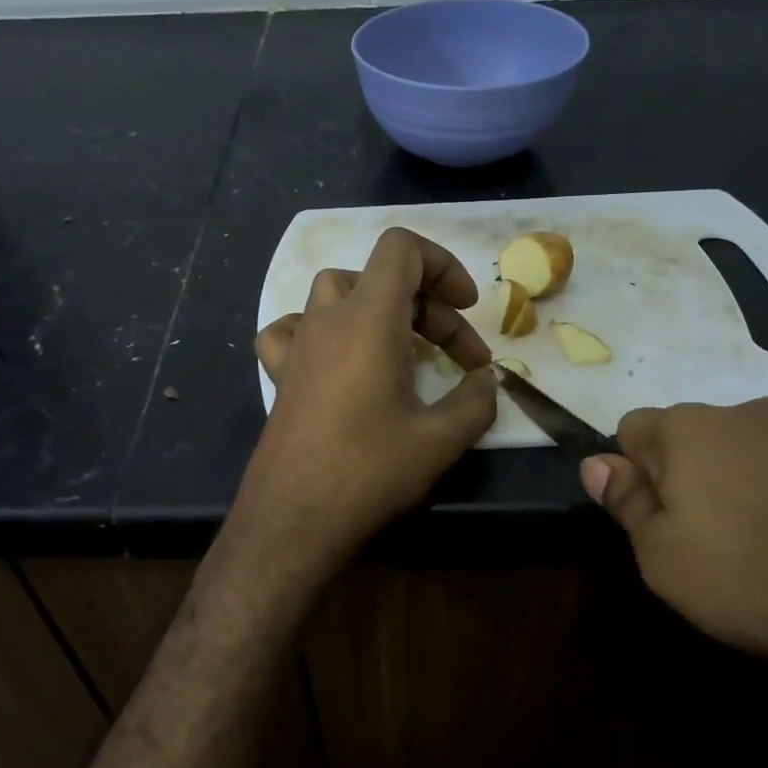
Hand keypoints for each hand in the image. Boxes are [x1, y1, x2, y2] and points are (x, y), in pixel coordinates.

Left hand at [242, 227, 497, 566]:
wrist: (293, 519)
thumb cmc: (367, 471)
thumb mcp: (439, 440)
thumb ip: (476, 402)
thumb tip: (486, 384)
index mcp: (369, 319)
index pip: (400, 248)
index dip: (442, 264)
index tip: (467, 309)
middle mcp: (327, 320)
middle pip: (380, 278)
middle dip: (430, 308)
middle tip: (463, 360)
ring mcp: (298, 346)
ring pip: (337, 294)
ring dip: (378, 309)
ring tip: (404, 349)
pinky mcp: (281, 375)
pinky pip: (294, 328)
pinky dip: (322, 330)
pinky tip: (338, 360)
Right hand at [580, 398, 767, 691]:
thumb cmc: (766, 574)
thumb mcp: (667, 561)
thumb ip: (627, 507)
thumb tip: (596, 464)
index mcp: (690, 430)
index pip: (633, 429)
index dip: (634, 474)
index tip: (656, 522)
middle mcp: (752, 412)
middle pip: (700, 439)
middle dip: (695, 481)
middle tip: (715, 546)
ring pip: (762, 454)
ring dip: (756, 491)